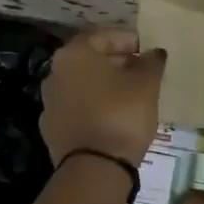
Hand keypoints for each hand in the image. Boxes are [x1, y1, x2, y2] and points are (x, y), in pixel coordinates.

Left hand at [40, 27, 166, 167]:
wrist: (94, 168)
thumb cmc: (121, 113)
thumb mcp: (146, 83)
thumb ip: (151, 62)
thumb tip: (153, 52)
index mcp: (75, 54)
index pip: (102, 35)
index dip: (127, 39)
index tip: (146, 49)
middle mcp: (55, 72)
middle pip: (89, 59)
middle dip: (116, 61)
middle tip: (141, 70)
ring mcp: (50, 102)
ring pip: (82, 83)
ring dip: (104, 84)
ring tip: (131, 94)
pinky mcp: (52, 128)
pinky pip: (77, 107)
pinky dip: (94, 105)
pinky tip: (114, 116)